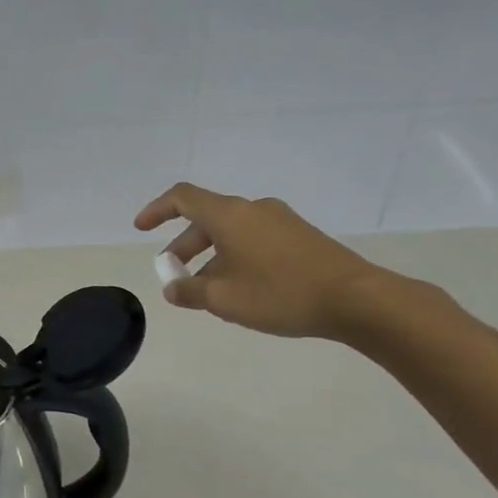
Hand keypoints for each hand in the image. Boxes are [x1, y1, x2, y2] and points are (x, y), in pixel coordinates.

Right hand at [135, 182, 388, 341]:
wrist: (355, 299)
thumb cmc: (280, 294)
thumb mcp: (224, 299)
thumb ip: (189, 291)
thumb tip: (172, 288)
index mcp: (229, 215)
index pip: (182, 198)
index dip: (156, 210)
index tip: (141, 229)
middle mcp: (253, 209)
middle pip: (206, 218)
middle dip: (184, 246)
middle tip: (173, 274)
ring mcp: (280, 221)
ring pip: (231, 232)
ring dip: (210, 256)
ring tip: (206, 290)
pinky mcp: (300, 237)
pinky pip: (254, 239)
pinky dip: (235, 257)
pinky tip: (241, 289)